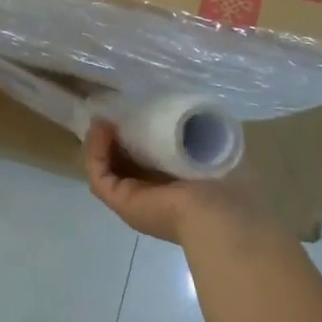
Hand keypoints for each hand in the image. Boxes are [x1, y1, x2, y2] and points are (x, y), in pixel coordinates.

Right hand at [84, 121, 257, 245]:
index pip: (150, 155)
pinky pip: (99, 173)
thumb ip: (199, 132)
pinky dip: (95, 151)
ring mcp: (134, 199)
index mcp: (177, 181)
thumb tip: (188, 114)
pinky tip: (102, 128)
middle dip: (116, 136)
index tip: (138, 109)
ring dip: (102, 141)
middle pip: (124, 161)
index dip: (140, 132)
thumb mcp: (213, 145)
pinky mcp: (121, 201)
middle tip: (115, 111)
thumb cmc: (225, 178)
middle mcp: (153, 192)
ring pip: (107, 167)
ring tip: (105, 118)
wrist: (221, 212)